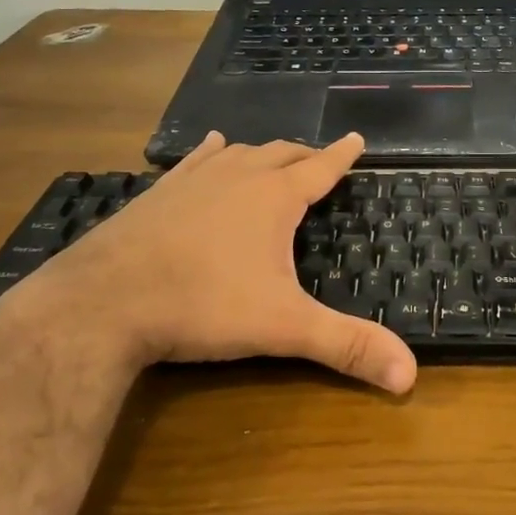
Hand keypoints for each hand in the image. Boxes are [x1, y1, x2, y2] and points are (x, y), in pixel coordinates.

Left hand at [0, 132, 417, 394]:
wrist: (104, 301)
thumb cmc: (204, 305)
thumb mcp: (283, 328)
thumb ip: (346, 346)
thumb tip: (410, 376)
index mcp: (274, 198)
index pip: (320, 167)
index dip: (342, 155)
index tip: (357, 137)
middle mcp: (238, 176)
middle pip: (281, 154)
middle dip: (305, 155)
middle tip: (320, 159)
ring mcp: (193, 180)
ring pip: (240, 153)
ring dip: (263, 152)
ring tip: (274, 154)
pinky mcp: (158, 192)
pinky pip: (195, 160)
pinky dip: (212, 152)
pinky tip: (212, 146)